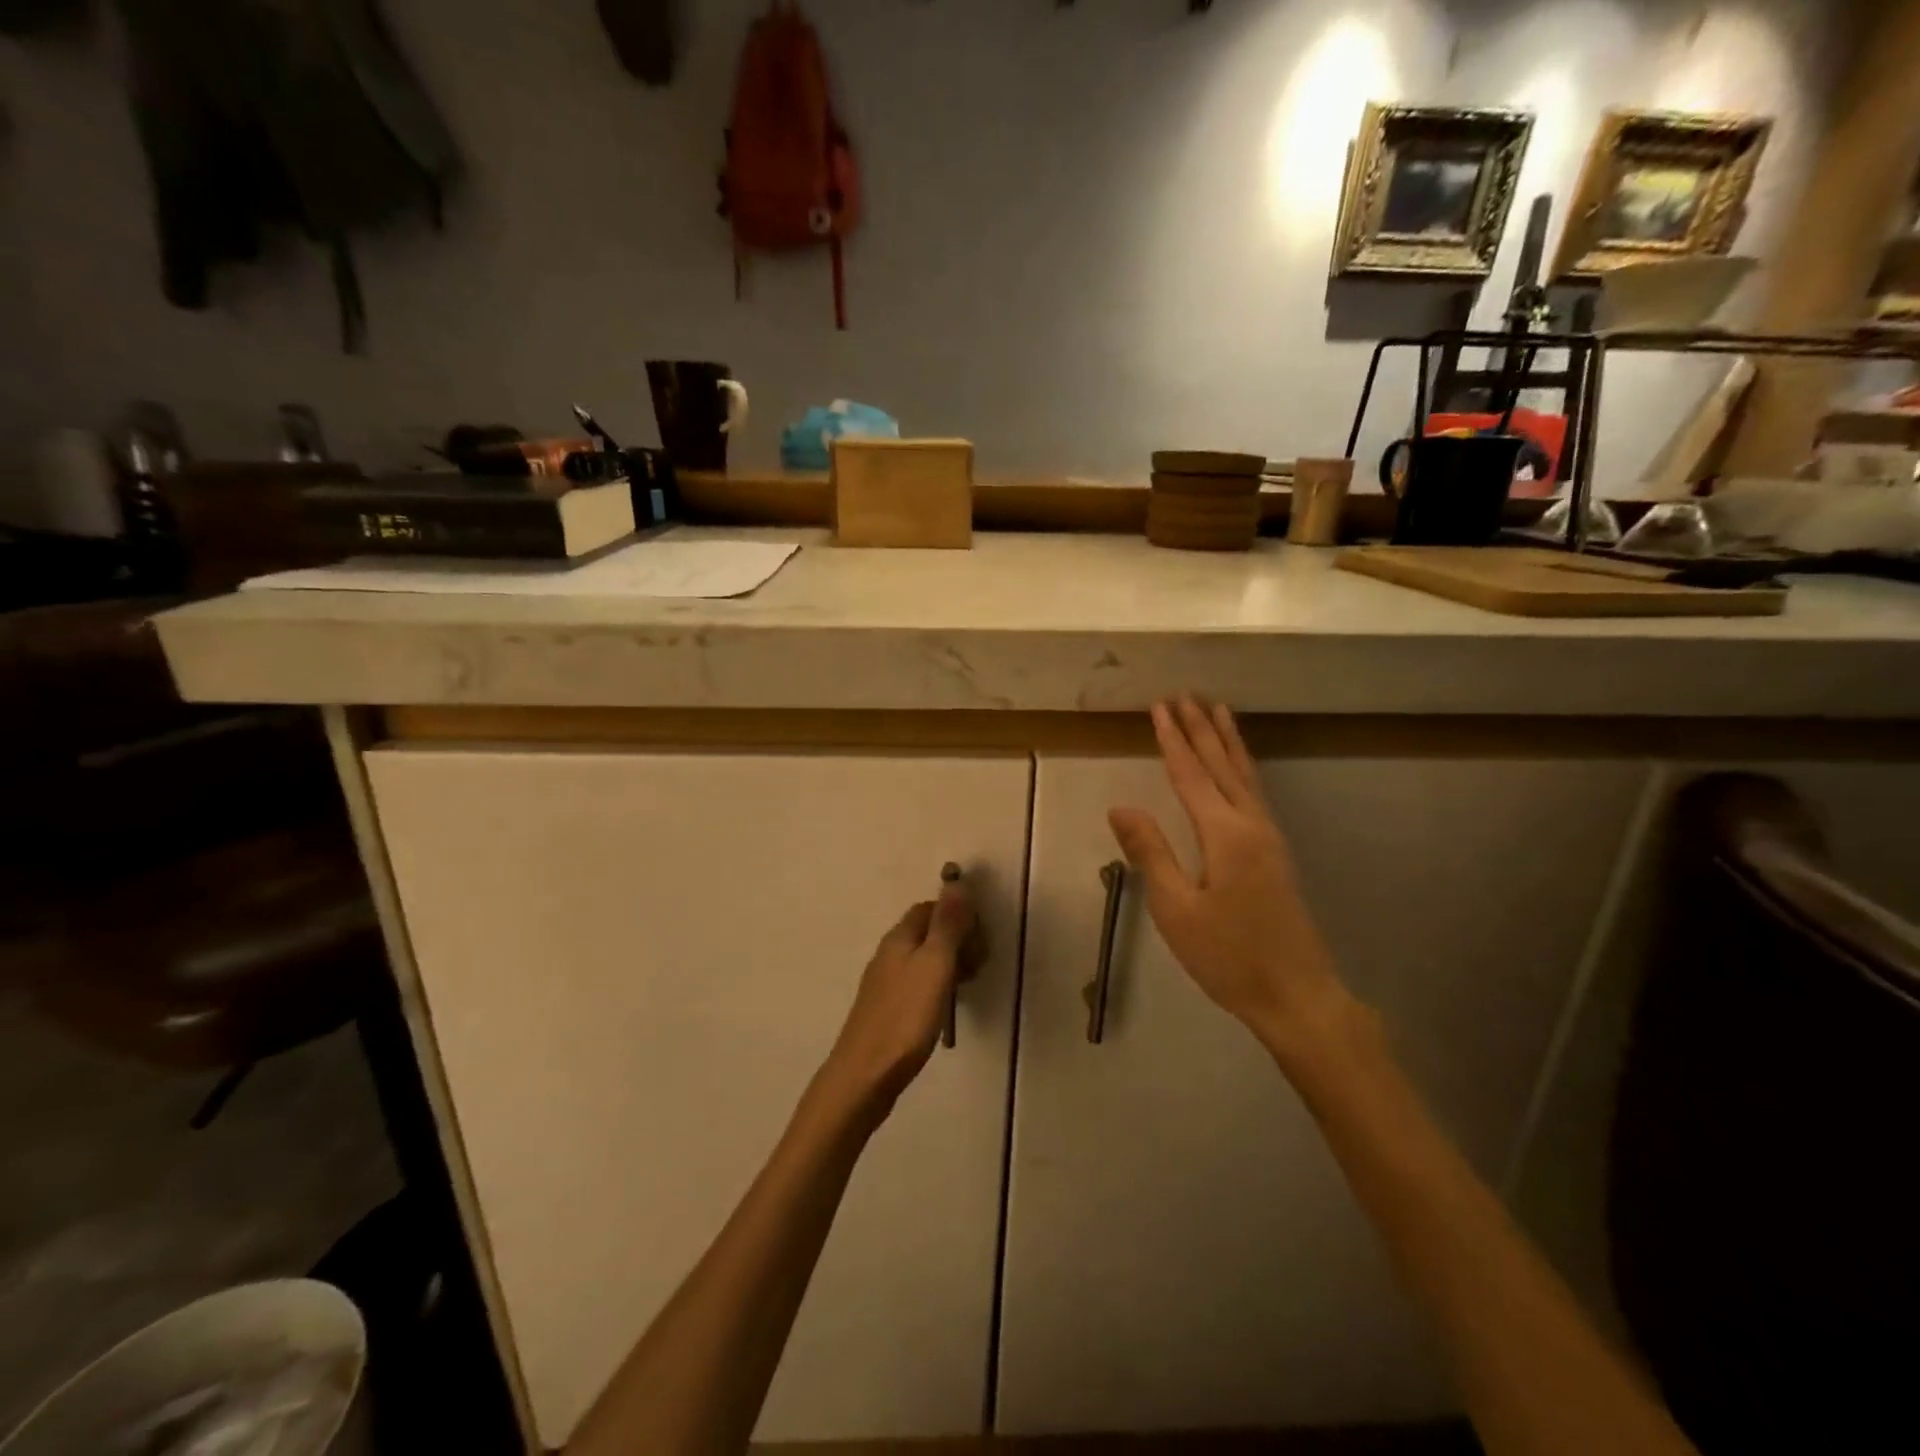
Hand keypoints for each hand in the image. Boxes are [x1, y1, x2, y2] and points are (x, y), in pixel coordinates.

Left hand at [820, 884, 975, 1113]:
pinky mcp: (886, 1009)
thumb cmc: (905, 1018)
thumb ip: (947, 925)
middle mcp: (889, 953)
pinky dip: (936, 986)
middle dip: (957, 940)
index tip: (980, 940)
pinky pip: (916, 983)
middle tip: (977, 968)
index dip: (959, 916)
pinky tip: (944, 1008)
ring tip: (966, 988)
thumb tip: (956, 883)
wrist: (864, 1076)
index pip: (931, 908)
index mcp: (900, 937)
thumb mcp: (935, 966)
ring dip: (949, 965)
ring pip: (923, 959)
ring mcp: (884, 982)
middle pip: (927, 931)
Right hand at [1108, 698, 1355, 1060]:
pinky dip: (1242, 767)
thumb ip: (1150, 853)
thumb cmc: (1228, 955)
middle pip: (1222, 765)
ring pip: (1245, 775)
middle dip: (1201, 729)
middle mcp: (1251, 824)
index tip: (1160, 706)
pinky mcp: (1276, 853)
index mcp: (1224, 833)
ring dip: (1228, 741)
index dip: (1173, 739)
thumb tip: (1120, 806)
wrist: (1296, 995)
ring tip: (1217, 710)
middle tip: (1185, 694)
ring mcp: (1270, 837)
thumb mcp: (1176, 908)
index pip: (1191, 774)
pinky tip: (1239, 767)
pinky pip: (1255, 792)